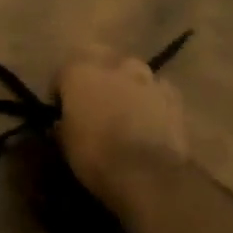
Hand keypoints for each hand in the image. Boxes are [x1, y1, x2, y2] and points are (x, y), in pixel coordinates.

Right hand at [56, 48, 189, 211]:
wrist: (148, 173)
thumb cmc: (96, 155)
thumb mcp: (65, 144)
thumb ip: (63, 125)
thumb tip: (62, 123)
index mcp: (80, 73)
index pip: (63, 72)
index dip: (60, 92)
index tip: (60, 110)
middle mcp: (113, 66)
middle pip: (100, 60)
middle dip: (95, 76)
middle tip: (92, 100)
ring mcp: (147, 78)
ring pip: (131, 72)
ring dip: (124, 85)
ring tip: (123, 109)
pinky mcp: (173, 95)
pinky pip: (156, 90)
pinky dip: (150, 100)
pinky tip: (148, 120)